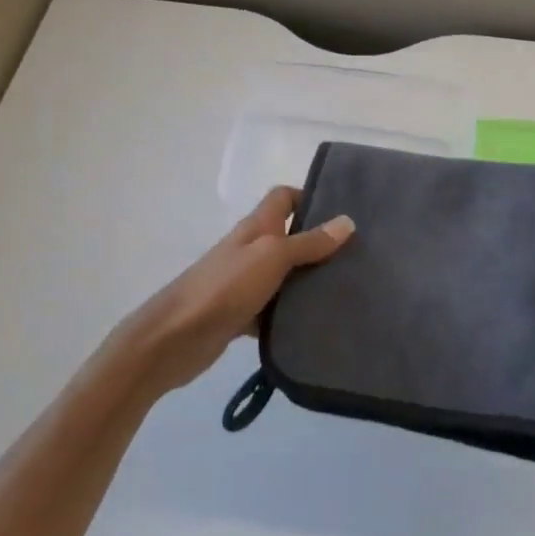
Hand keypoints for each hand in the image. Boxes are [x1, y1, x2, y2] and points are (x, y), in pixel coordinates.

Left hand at [110, 187, 354, 397]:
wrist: (175, 338)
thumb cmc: (225, 287)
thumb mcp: (272, 257)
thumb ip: (309, 242)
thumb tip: (348, 222)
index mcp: (256, 227)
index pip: (283, 198)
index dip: (310, 197)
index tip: (343, 212)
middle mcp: (251, 250)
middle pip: (289, 236)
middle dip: (320, 243)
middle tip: (359, 255)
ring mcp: (245, 283)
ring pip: (285, 275)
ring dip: (310, 281)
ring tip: (348, 289)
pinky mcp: (242, 315)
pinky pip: (275, 309)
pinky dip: (292, 314)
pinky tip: (318, 323)